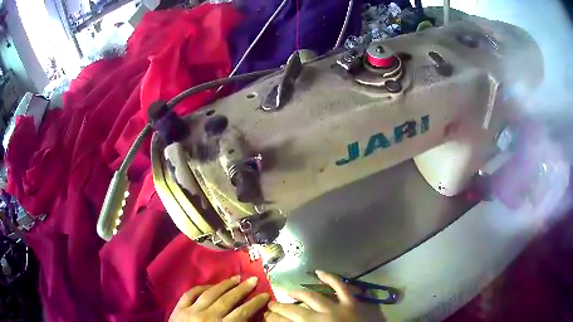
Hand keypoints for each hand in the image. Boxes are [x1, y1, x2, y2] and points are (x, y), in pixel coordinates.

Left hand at [169, 275, 269, 321]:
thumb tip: (248, 317)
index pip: (242, 312)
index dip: (255, 303)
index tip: (265, 295)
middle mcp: (207, 317)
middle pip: (228, 299)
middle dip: (243, 289)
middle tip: (254, 280)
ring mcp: (191, 310)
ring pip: (210, 293)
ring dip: (224, 284)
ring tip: (236, 277)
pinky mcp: (179, 308)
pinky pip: (191, 293)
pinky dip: (201, 287)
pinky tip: (210, 285)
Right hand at [264, 271, 384, 321]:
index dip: (272, 318)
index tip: (265, 315)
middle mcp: (320, 317)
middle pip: (295, 310)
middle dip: (280, 308)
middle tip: (271, 305)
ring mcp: (337, 307)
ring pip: (312, 296)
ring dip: (299, 293)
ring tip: (290, 292)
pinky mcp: (351, 302)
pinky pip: (340, 287)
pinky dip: (330, 278)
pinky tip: (319, 272)